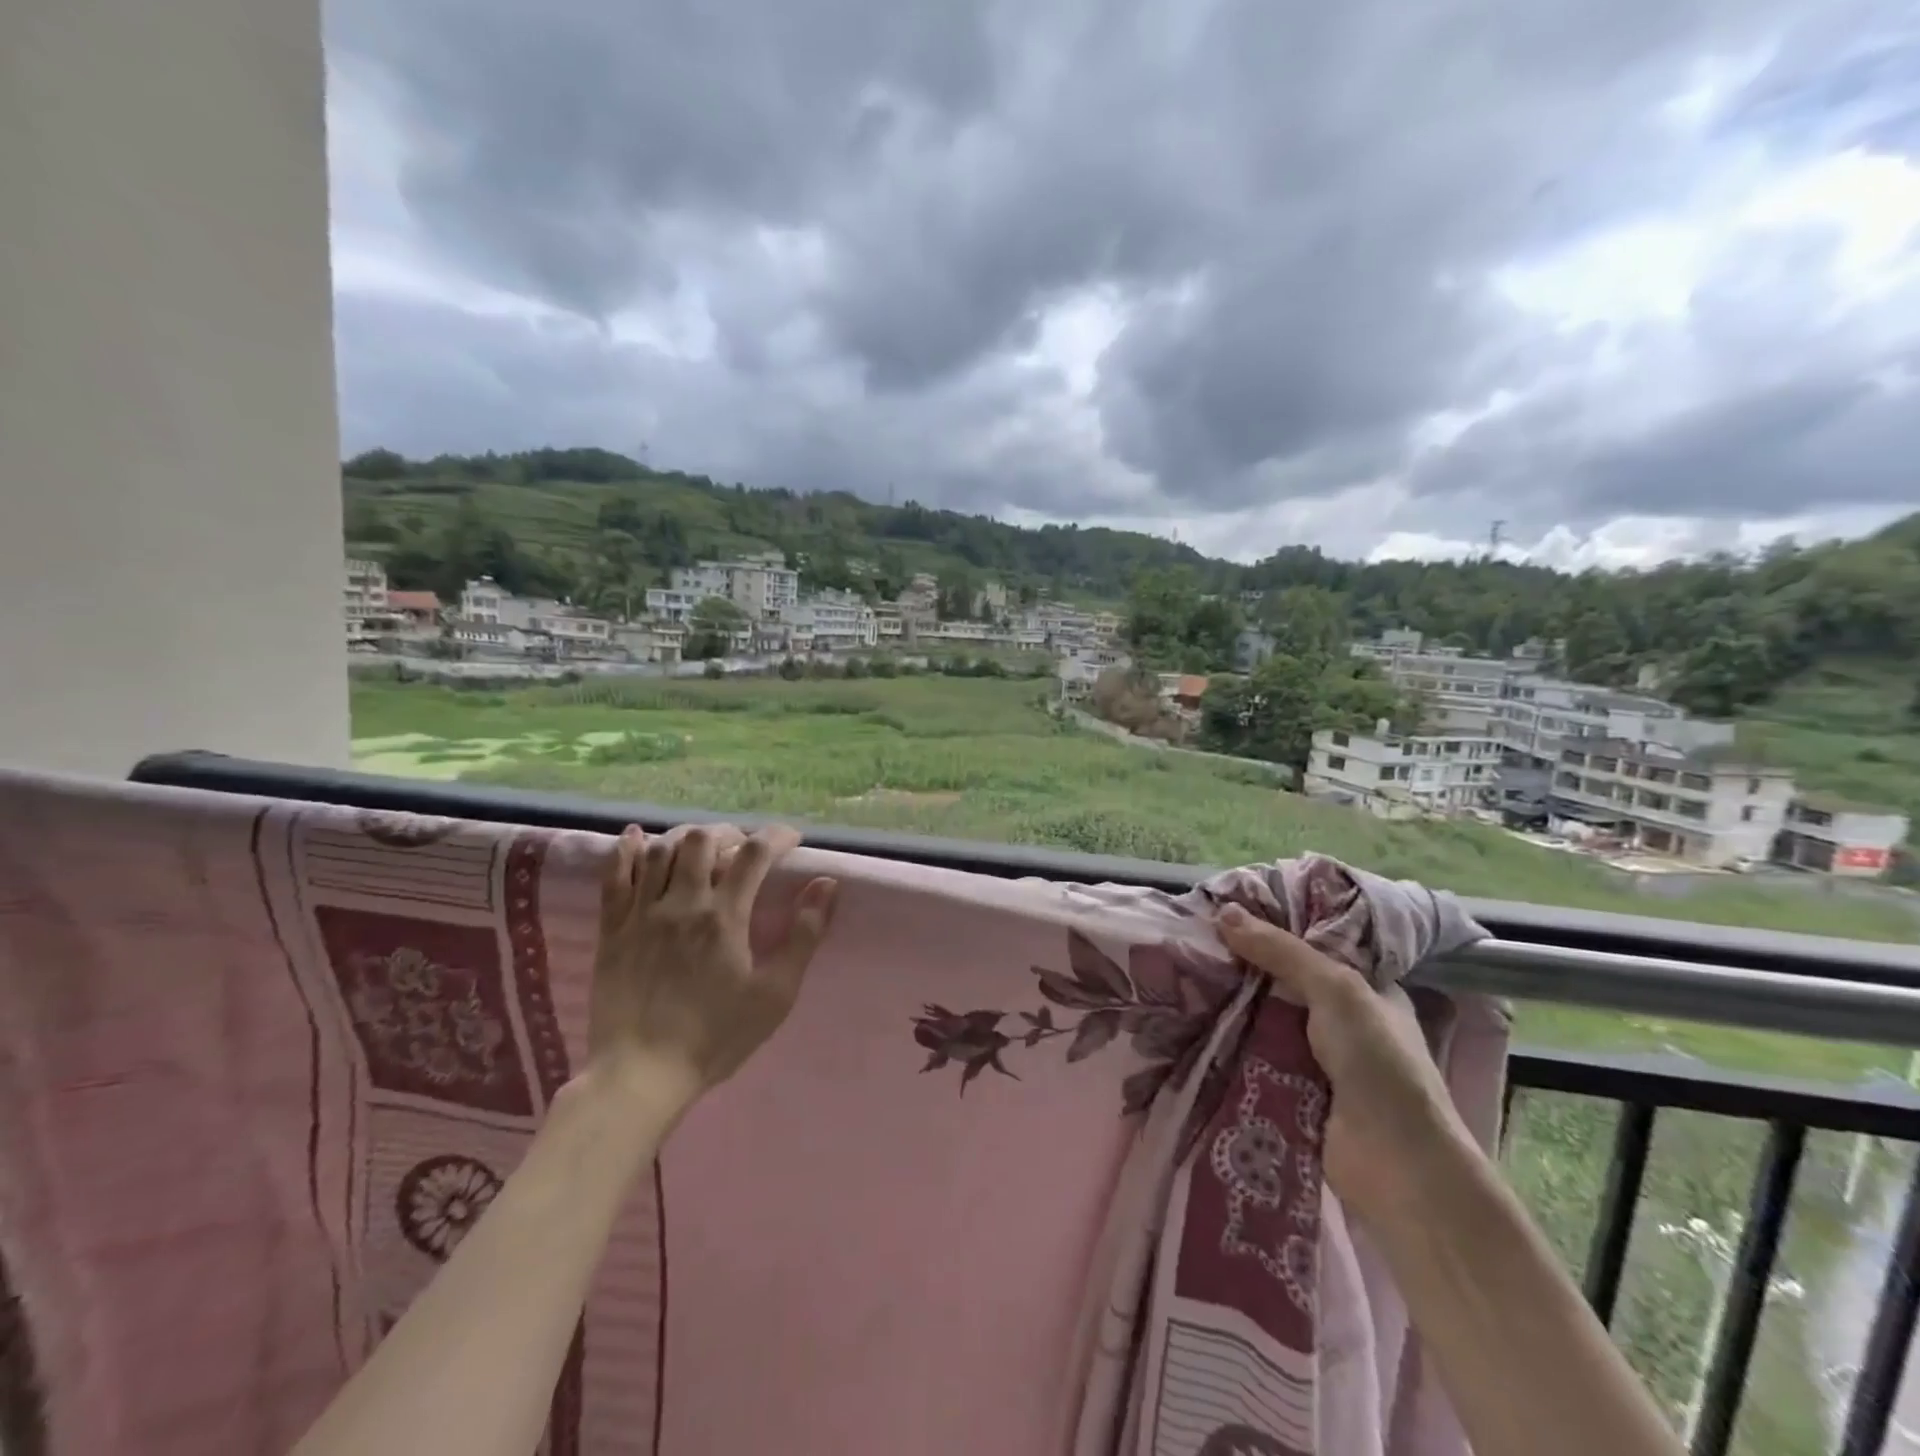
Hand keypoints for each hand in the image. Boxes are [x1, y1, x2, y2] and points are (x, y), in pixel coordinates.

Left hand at [589, 823, 839, 1118]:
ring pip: (660, 850)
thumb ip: (803, 935)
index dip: (776, 836)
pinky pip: (614, 876)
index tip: (791, 840)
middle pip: (702, 839)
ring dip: (686, 838)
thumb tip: (826, 885)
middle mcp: (682, 903)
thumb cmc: (716, 1036)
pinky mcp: (611, 930)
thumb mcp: (775, 993)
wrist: (642, 1075)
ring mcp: (641, 913)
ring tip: (701, 849)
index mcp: (724, 916)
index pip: (754, 853)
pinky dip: (625, 850)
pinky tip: (635, 837)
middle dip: (729, 833)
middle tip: (743, 849)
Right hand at [1215, 904, 1478, 1224]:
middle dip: (1244, 965)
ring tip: (1182, 972)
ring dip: (1232, 1004)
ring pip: (1265, 1018)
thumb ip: (1282, 951)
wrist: (1396, 1165)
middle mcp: (1343, 1020)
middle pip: (1284, 982)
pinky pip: (1255, 1056)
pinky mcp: (1293, 1090)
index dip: (1276, 927)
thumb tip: (1224, 912)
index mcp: (1367, 989)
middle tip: (1194, 938)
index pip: (1315, 945)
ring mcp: (1318, 1059)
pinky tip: (1192, 1020)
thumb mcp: (1336, 990)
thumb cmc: (1378, 1063)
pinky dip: (1230, 1042)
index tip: (1228, 910)